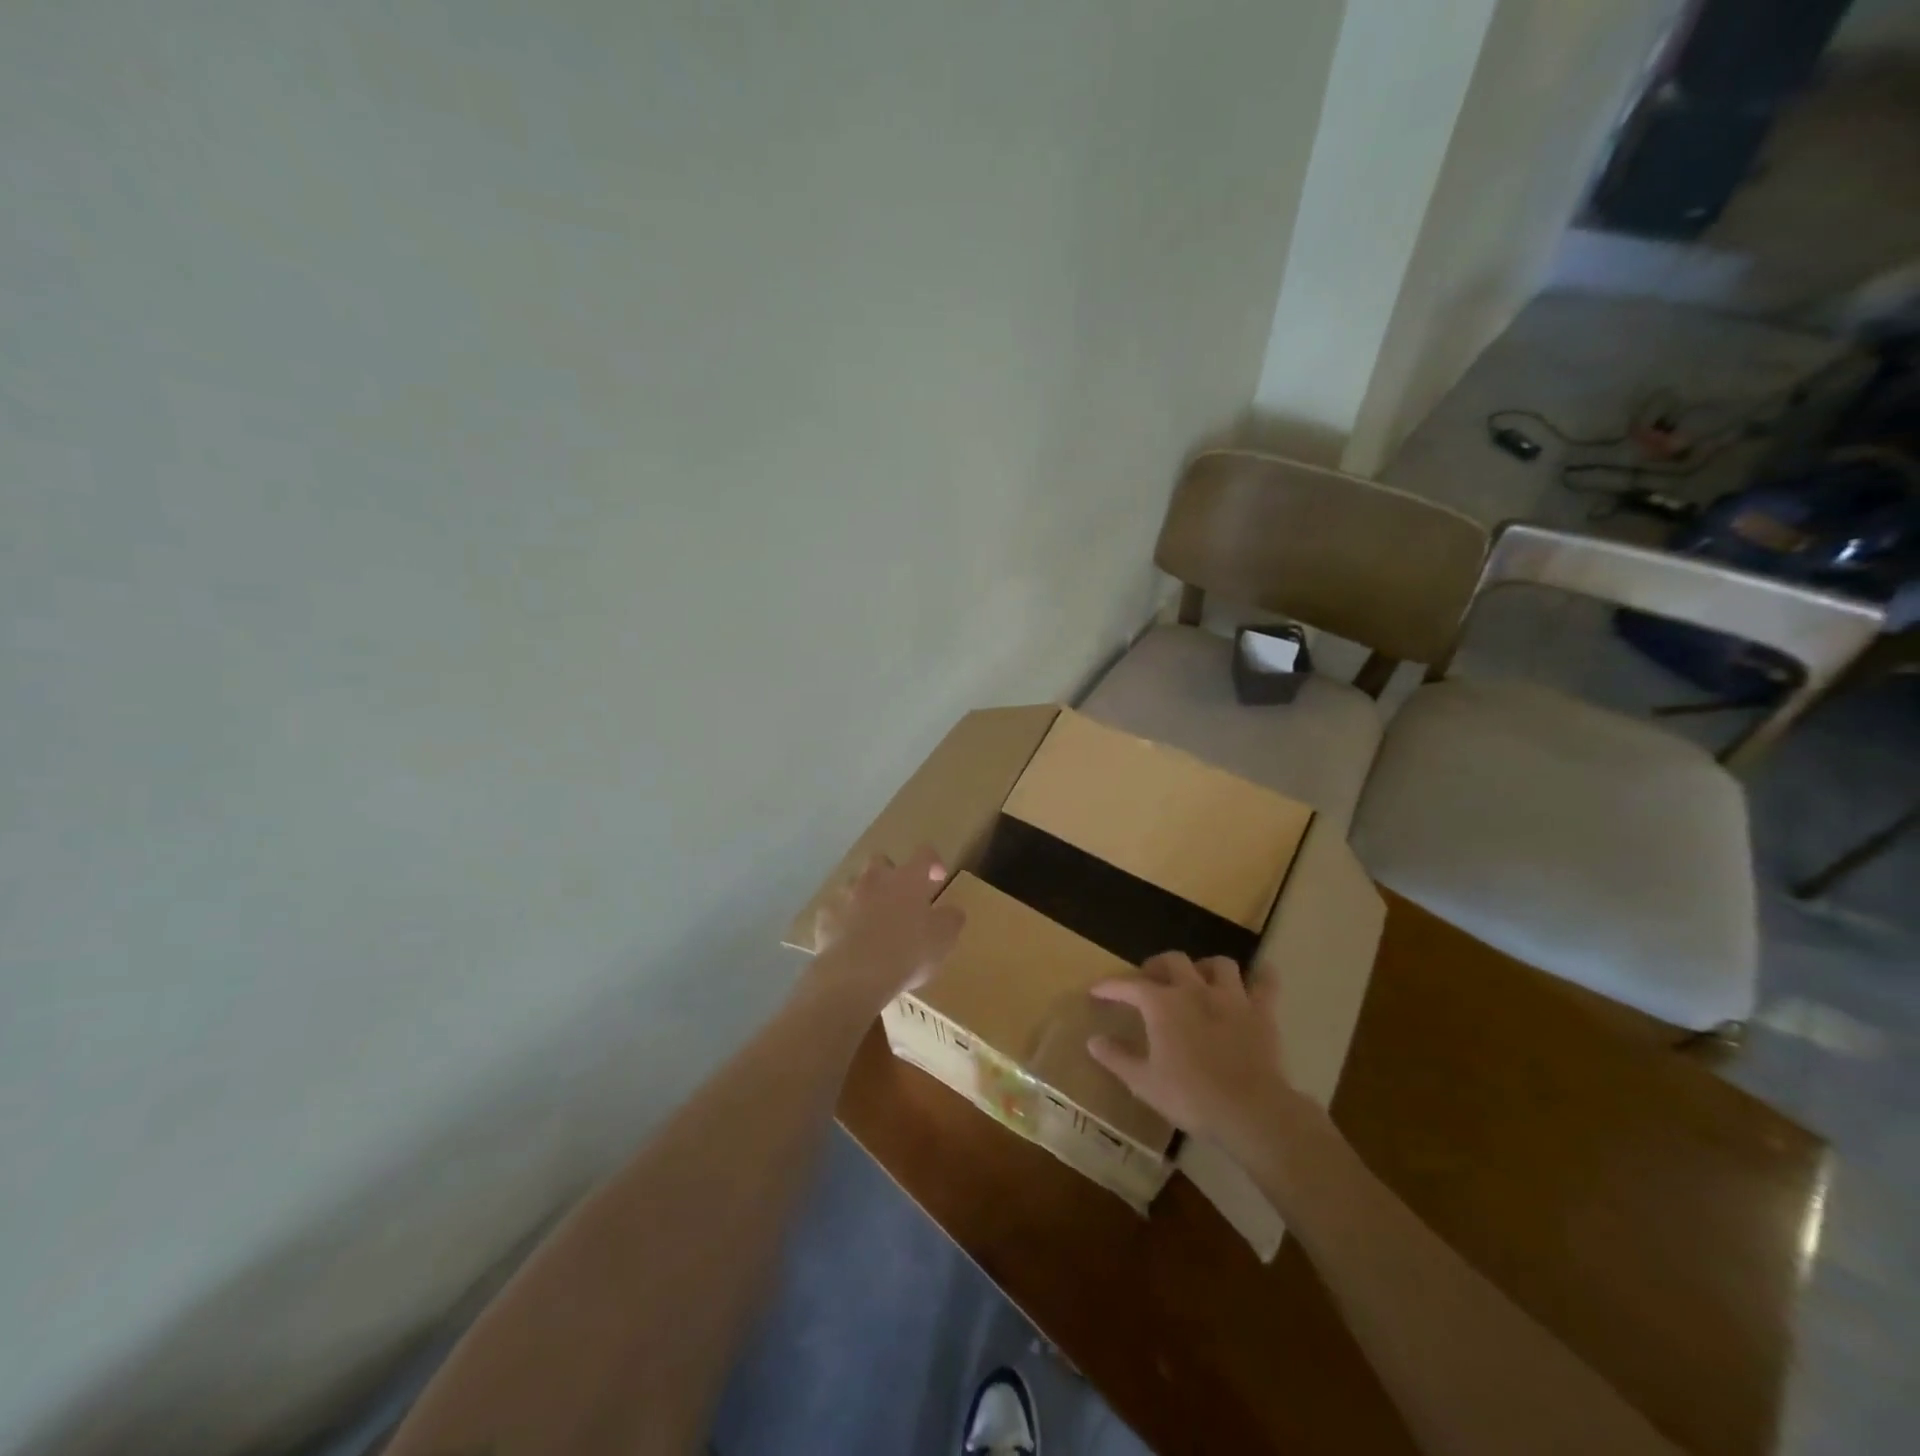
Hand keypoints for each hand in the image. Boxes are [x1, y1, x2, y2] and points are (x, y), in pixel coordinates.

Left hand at [809, 848, 964, 1006]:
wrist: (855, 975)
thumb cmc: (907, 952)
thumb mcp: (943, 939)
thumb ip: (951, 920)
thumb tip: (953, 911)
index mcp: (907, 879)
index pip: (924, 854)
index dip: (932, 862)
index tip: (937, 877)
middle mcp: (875, 879)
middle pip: (880, 860)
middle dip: (889, 872)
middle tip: (899, 896)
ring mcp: (846, 896)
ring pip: (853, 884)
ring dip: (863, 895)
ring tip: (871, 919)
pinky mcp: (825, 918)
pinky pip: (833, 912)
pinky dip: (841, 921)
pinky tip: (846, 938)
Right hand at [1086, 951, 1304, 1156]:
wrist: (1251, 1111)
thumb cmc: (1191, 1097)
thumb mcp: (1144, 1083)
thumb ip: (1117, 1058)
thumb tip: (1093, 1040)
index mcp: (1162, 1004)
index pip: (1129, 986)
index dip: (1110, 986)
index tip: (1097, 991)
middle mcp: (1195, 990)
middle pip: (1173, 961)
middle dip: (1158, 966)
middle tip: (1150, 980)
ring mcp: (1232, 997)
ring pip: (1218, 964)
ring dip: (1205, 967)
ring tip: (1199, 980)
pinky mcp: (1262, 1012)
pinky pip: (1265, 983)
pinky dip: (1261, 977)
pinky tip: (1258, 979)